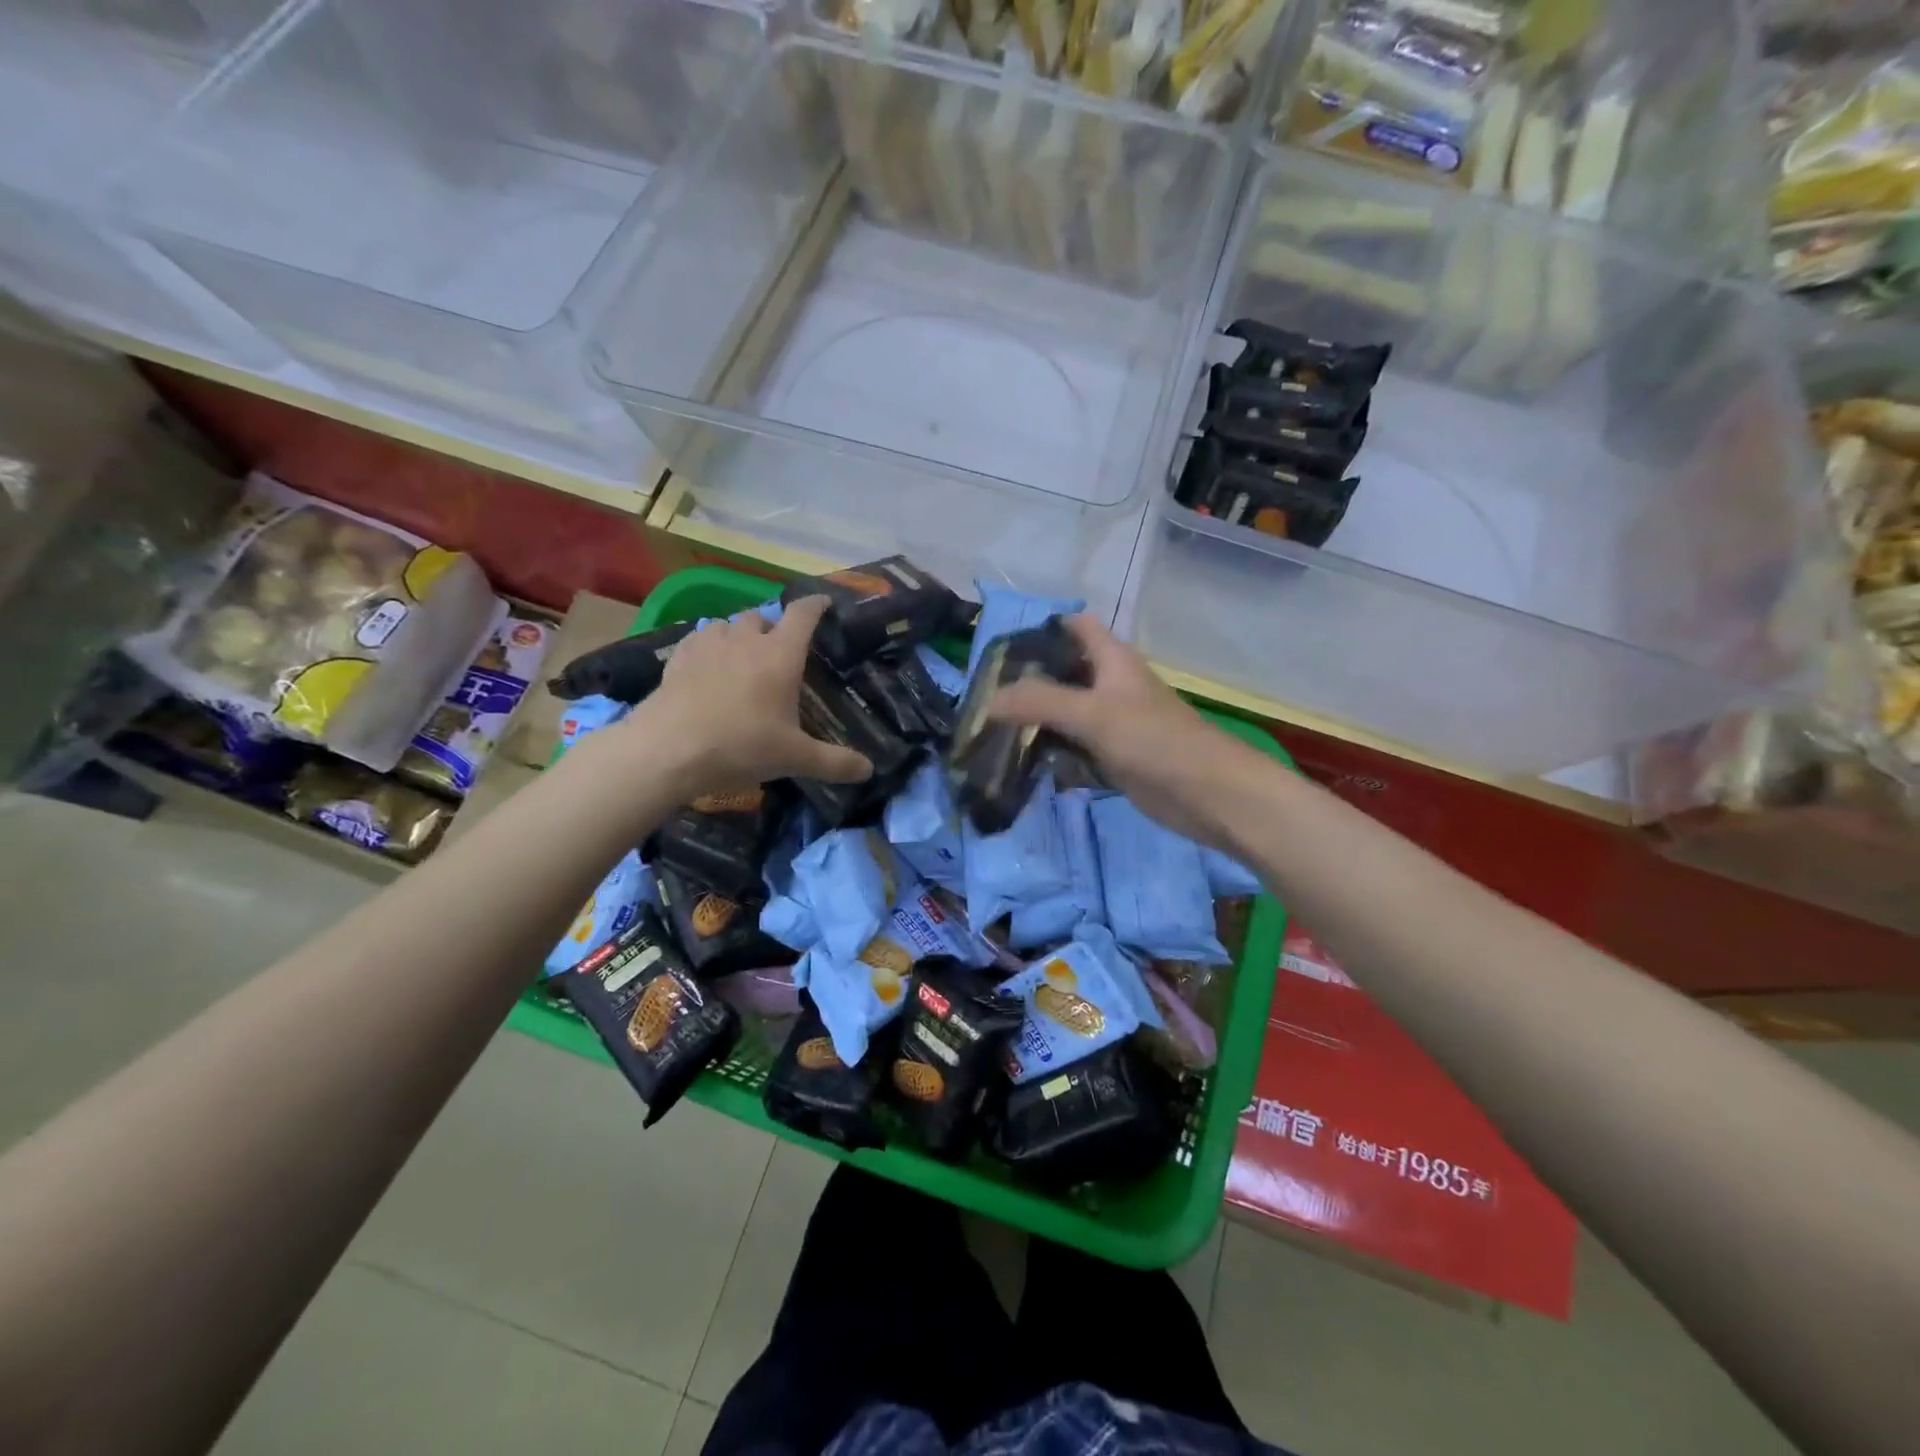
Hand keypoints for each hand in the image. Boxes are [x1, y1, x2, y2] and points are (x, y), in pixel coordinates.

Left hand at [631, 597, 873, 793]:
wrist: (668, 749)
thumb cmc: (741, 746)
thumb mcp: (794, 759)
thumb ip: (834, 762)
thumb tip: (869, 770)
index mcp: (780, 655)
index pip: (803, 614)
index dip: (816, 605)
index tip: (825, 603)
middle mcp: (745, 641)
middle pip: (762, 616)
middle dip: (773, 626)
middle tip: (779, 650)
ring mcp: (707, 645)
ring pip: (727, 624)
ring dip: (738, 634)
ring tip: (741, 655)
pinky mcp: (677, 658)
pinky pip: (697, 639)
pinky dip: (707, 645)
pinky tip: (706, 664)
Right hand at [986, 615, 1262, 847]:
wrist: (1207, 793)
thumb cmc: (1153, 739)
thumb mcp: (1091, 713)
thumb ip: (1038, 702)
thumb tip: (987, 701)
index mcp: (1112, 660)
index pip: (1076, 627)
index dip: (1044, 629)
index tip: (1003, 649)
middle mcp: (1112, 686)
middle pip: (1065, 673)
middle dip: (1030, 682)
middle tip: (986, 697)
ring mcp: (1114, 724)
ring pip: (1068, 715)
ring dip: (1038, 722)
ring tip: (994, 732)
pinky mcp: (1116, 757)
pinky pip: (1077, 749)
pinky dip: (1055, 755)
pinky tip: (1026, 765)